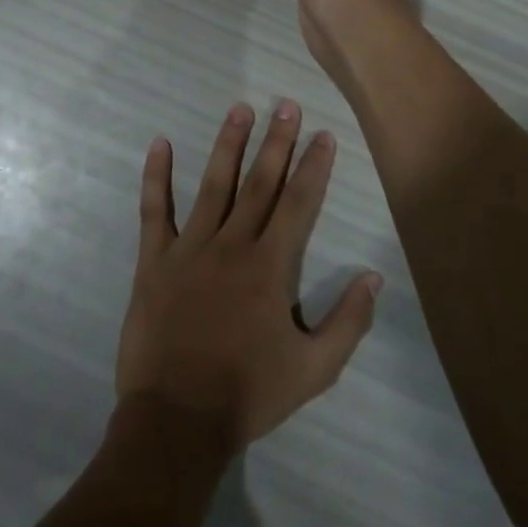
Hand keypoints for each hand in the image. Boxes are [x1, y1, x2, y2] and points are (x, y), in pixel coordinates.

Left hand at [117, 101, 381, 447]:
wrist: (176, 420)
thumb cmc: (248, 394)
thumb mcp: (315, 369)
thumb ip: (348, 321)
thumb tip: (374, 276)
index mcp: (271, 267)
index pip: (299, 203)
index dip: (314, 166)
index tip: (323, 135)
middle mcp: (232, 245)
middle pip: (260, 183)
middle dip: (277, 142)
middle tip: (287, 105)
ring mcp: (189, 249)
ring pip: (213, 184)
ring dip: (229, 144)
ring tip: (241, 108)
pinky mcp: (154, 261)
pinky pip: (155, 210)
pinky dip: (156, 176)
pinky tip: (160, 144)